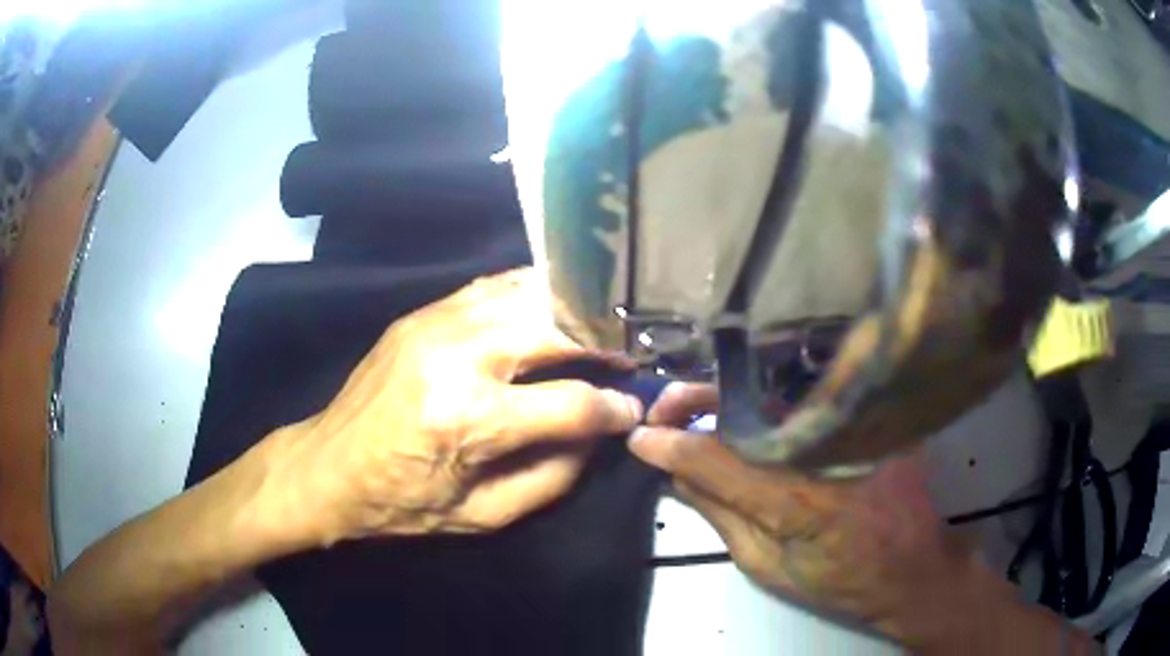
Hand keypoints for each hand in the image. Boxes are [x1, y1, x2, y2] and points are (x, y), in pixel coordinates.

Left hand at [267, 268, 643, 544]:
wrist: (327, 467)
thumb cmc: (402, 503)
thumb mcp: (482, 516)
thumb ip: (553, 477)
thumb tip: (597, 435)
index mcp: (471, 420)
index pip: (573, 402)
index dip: (615, 408)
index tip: (633, 408)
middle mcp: (458, 356)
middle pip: (558, 326)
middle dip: (606, 340)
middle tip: (629, 355)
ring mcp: (437, 322)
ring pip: (529, 292)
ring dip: (574, 309)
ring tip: (600, 329)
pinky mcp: (422, 313)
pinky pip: (493, 287)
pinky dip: (532, 294)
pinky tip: (552, 309)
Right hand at [627, 383, 1018, 648]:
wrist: (915, 568)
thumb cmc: (841, 580)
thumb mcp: (770, 567)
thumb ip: (722, 516)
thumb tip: (677, 477)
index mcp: (797, 500)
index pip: (718, 458)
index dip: (672, 445)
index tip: (639, 437)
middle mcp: (824, 451)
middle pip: (745, 415)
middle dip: (695, 403)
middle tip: (662, 408)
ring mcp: (852, 430)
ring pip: (774, 403)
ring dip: (727, 400)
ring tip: (692, 406)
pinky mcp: (869, 420)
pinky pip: (805, 407)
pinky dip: (766, 407)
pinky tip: (745, 412)